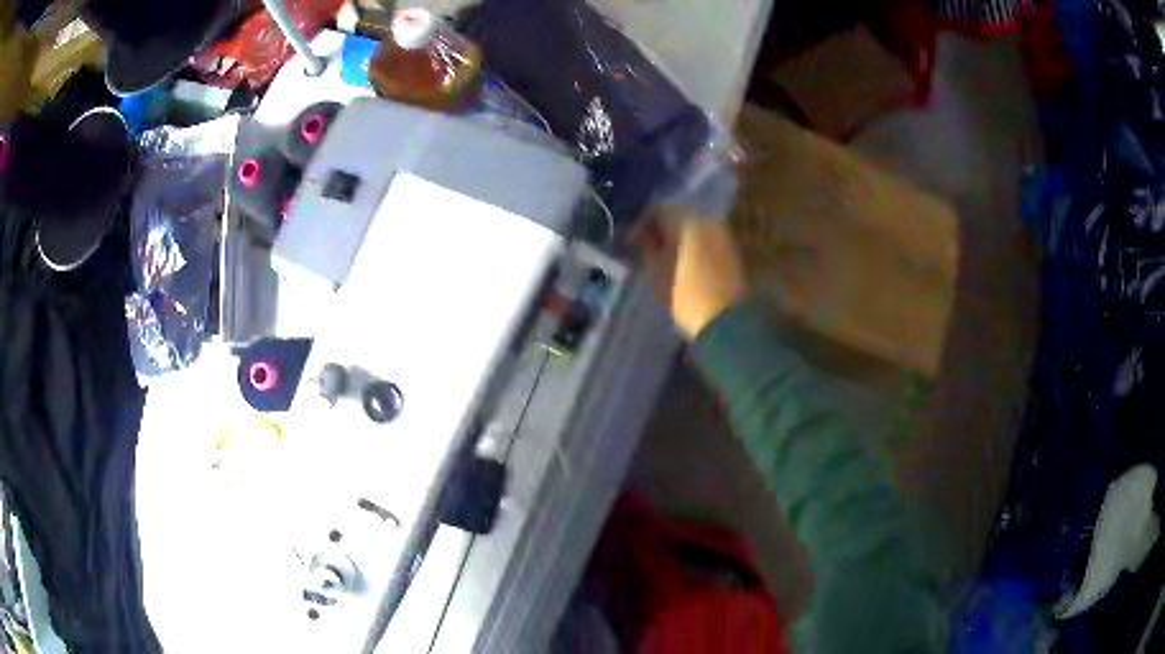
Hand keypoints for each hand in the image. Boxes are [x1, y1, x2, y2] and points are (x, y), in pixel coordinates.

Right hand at [633, 207, 748, 338]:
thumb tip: (642, 237)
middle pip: (678, 215)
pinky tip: (680, 261)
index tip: (629, 242)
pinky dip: (691, 245)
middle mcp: (709, 220)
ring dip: (676, 237)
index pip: (658, 211)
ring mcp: (723, 235)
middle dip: (660, 229)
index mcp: (689, 220)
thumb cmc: (687, 296)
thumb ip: (648, 248)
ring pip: (693, 227)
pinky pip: (705, 239)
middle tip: (644, 247)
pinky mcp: (731, 251)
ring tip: (661, 256)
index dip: (640, 224)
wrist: (726, 322)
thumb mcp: (659, 272)